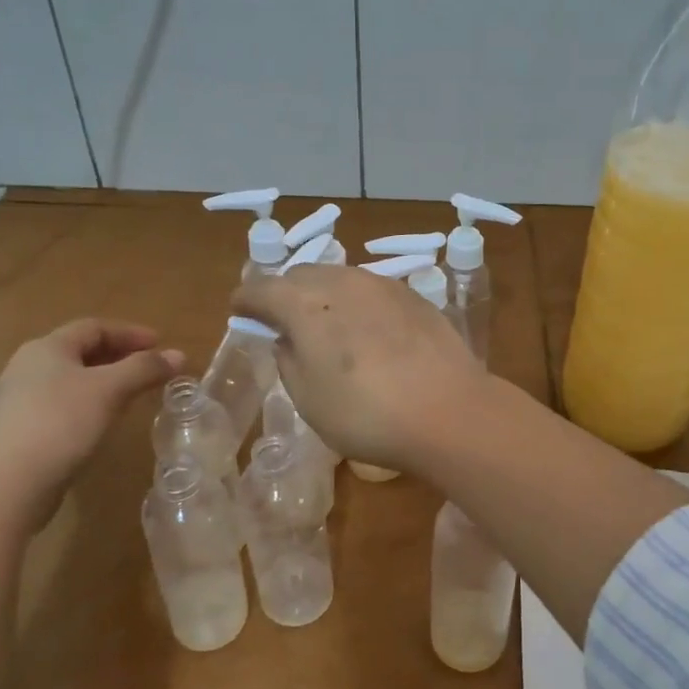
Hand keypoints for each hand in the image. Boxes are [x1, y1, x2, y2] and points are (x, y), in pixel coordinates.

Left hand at [0, 318, 181, 493]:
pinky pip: (59, 407)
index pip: (93, 327)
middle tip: (148, 368)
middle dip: (118, 356)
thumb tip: (179, 355)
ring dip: (102, 382)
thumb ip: (145, 369)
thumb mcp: (110, 390)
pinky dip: (86, 405)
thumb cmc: (61, 423)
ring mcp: (16, 402)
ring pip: (68, 381)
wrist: (6, 485)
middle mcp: (26, 367)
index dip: (130, 332)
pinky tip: (99, 424)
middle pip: (79, 352)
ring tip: (129, 395)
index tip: (160, 344)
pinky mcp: (16, 433)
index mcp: (46, 348)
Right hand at [230, 265, 489, 470]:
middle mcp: (342, 281)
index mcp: (305, 304)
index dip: (246, 301)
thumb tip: (286, 338)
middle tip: (281, 320)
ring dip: (323, 295)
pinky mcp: (414, 296)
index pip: (261, 289)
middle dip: (284, 293)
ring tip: (325, 324)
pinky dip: (357, 303)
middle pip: (301, 275)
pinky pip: (371, 290)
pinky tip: (367, 330)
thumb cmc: (366, 414)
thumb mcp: (308, 399)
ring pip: (339, 278)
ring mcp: (382, 285)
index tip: (240, 312)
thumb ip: (288, 360)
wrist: (449, 411)